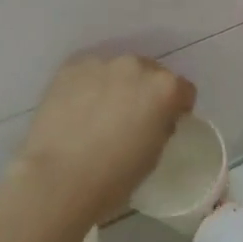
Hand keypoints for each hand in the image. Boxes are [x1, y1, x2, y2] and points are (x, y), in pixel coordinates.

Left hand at [14, 53, 195, 216]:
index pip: (183, 89)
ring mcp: (100, 63)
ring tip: (100, 114)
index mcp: (164, 88)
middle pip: (150, 73)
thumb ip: (161, 126)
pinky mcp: (69, 67)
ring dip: (116, 86)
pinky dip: (89, 86)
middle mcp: (135, 66)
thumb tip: (155, 118)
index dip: (177, 107)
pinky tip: (78, 110)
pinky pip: (88, 73)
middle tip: (131, 118)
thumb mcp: (154, 154)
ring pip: (117, 71)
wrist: (59, 178)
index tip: (166, 122)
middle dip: (146, 91)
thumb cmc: (115, 176)